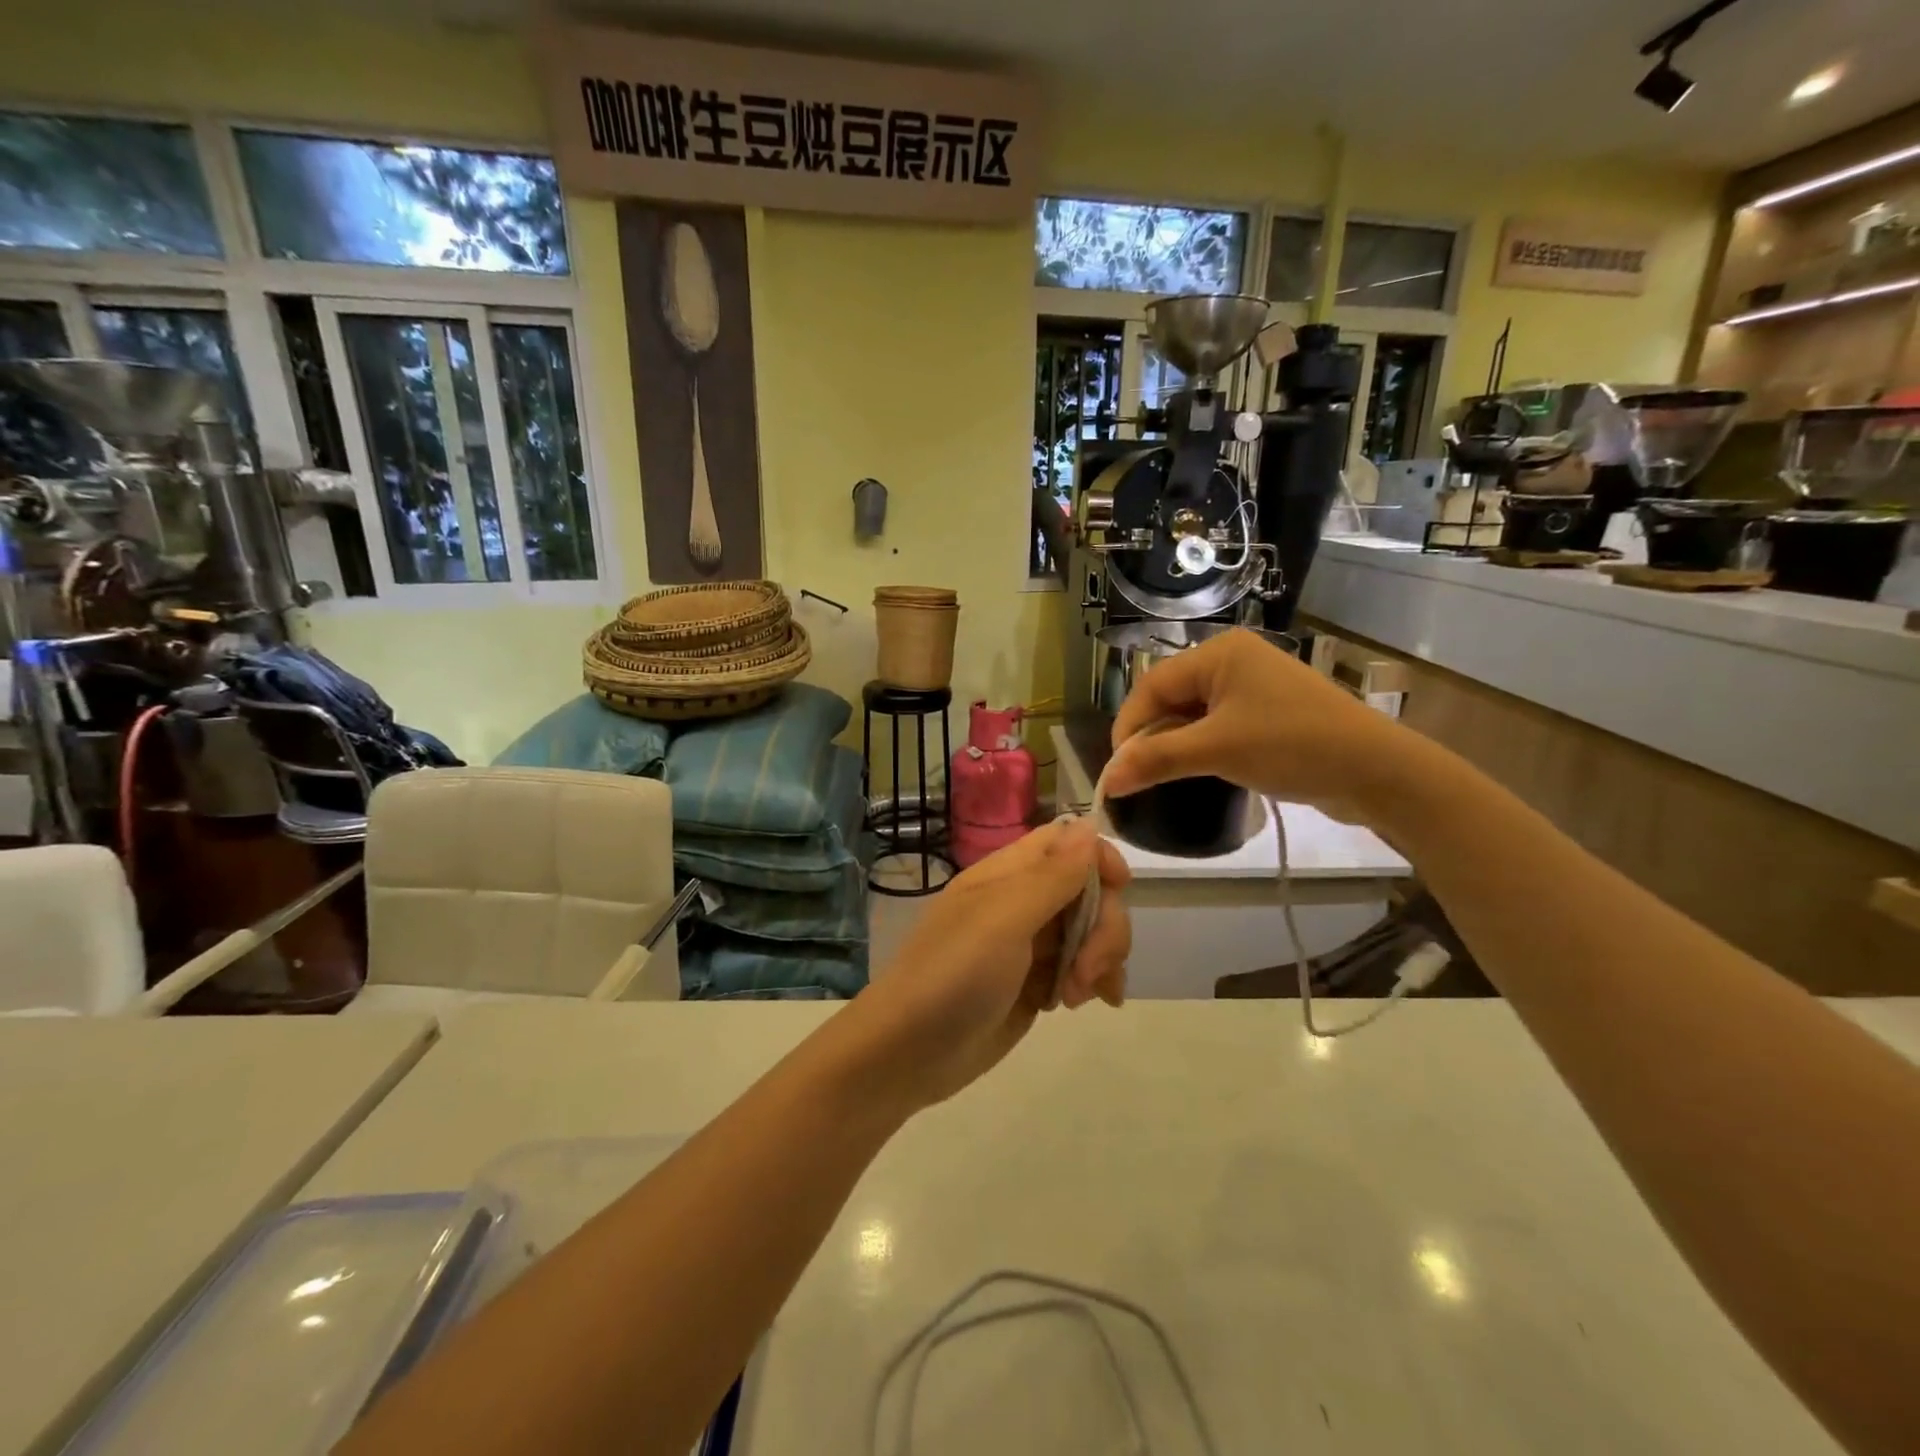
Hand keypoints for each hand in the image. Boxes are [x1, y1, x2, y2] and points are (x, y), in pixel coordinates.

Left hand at [849, 819, 1130, 1108]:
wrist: (908, 1053)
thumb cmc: (952, 975)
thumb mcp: (1003, 920)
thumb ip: (1052, 875)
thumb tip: (1088, 823)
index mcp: (1008, 874)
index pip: (1066, 842)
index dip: (1098, 856)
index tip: (1120, 887)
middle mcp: (1022, 902)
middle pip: (1089, 890)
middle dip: (1104, 926)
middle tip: (1086, 969)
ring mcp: (1031, 945)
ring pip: (1091, 931)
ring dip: (1101, 958)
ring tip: (1078, 996)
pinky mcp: (1036, 984)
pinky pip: (1082, 968)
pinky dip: (1094, 981)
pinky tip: (1087, 1004)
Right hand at [1104, 628, 1418, 827]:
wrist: (1376, 770)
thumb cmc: (1291, 746)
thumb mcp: (1217, 750)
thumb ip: (1156, 759)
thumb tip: (1106, 780)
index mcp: (1218, 653)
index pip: (1152, 685)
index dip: (1128, 726)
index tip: (1117, 769)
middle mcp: (1232, 661)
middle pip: (1170, 697)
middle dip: (1150, 736)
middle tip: (1137, 776)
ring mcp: (1253, 686)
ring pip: (1192, 714)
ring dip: (1173, 745)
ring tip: (1160, 777)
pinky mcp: (1267, 712)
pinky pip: (1217, 725)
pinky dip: (1200, 748)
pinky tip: (1195, 772)